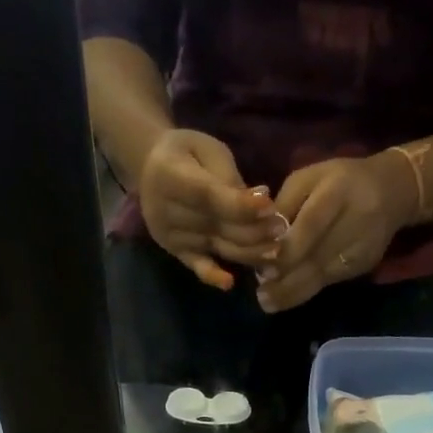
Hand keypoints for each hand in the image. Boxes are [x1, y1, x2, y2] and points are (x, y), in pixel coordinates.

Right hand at [139, 129, 287, 290]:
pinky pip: (196, 266)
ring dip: (248, 252)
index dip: (240, 205)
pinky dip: (212, 276)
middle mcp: (166, 211)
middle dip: (253, 229)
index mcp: (169, 176)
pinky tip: (229, 283)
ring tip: (276, 250)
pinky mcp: (176, 252)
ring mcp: (171, 236)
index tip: (270, 207)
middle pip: (216, 226)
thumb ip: (228, 177)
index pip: (209, 197)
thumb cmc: (187, 153)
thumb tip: (259, 202)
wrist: (150, 168)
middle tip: (282, 228)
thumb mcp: (207, 150)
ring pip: (216, 247)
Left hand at [256, 153, 415, 312]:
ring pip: (323, 276)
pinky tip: (286, 297)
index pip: (311, 225)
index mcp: (338, 190)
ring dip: (292, 293)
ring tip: (268, 302)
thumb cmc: (340, 180)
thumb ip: (285, 206)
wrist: (392, 191)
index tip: (264, 268)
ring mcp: (363, 246)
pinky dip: (306, 291)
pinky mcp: (365, 264)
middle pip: (317, 257)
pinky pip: (331, 281)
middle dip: (285, 279)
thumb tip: (263, 242)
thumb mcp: (308, 178)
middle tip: (260, 294)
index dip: (288, 250)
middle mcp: (355, 219)